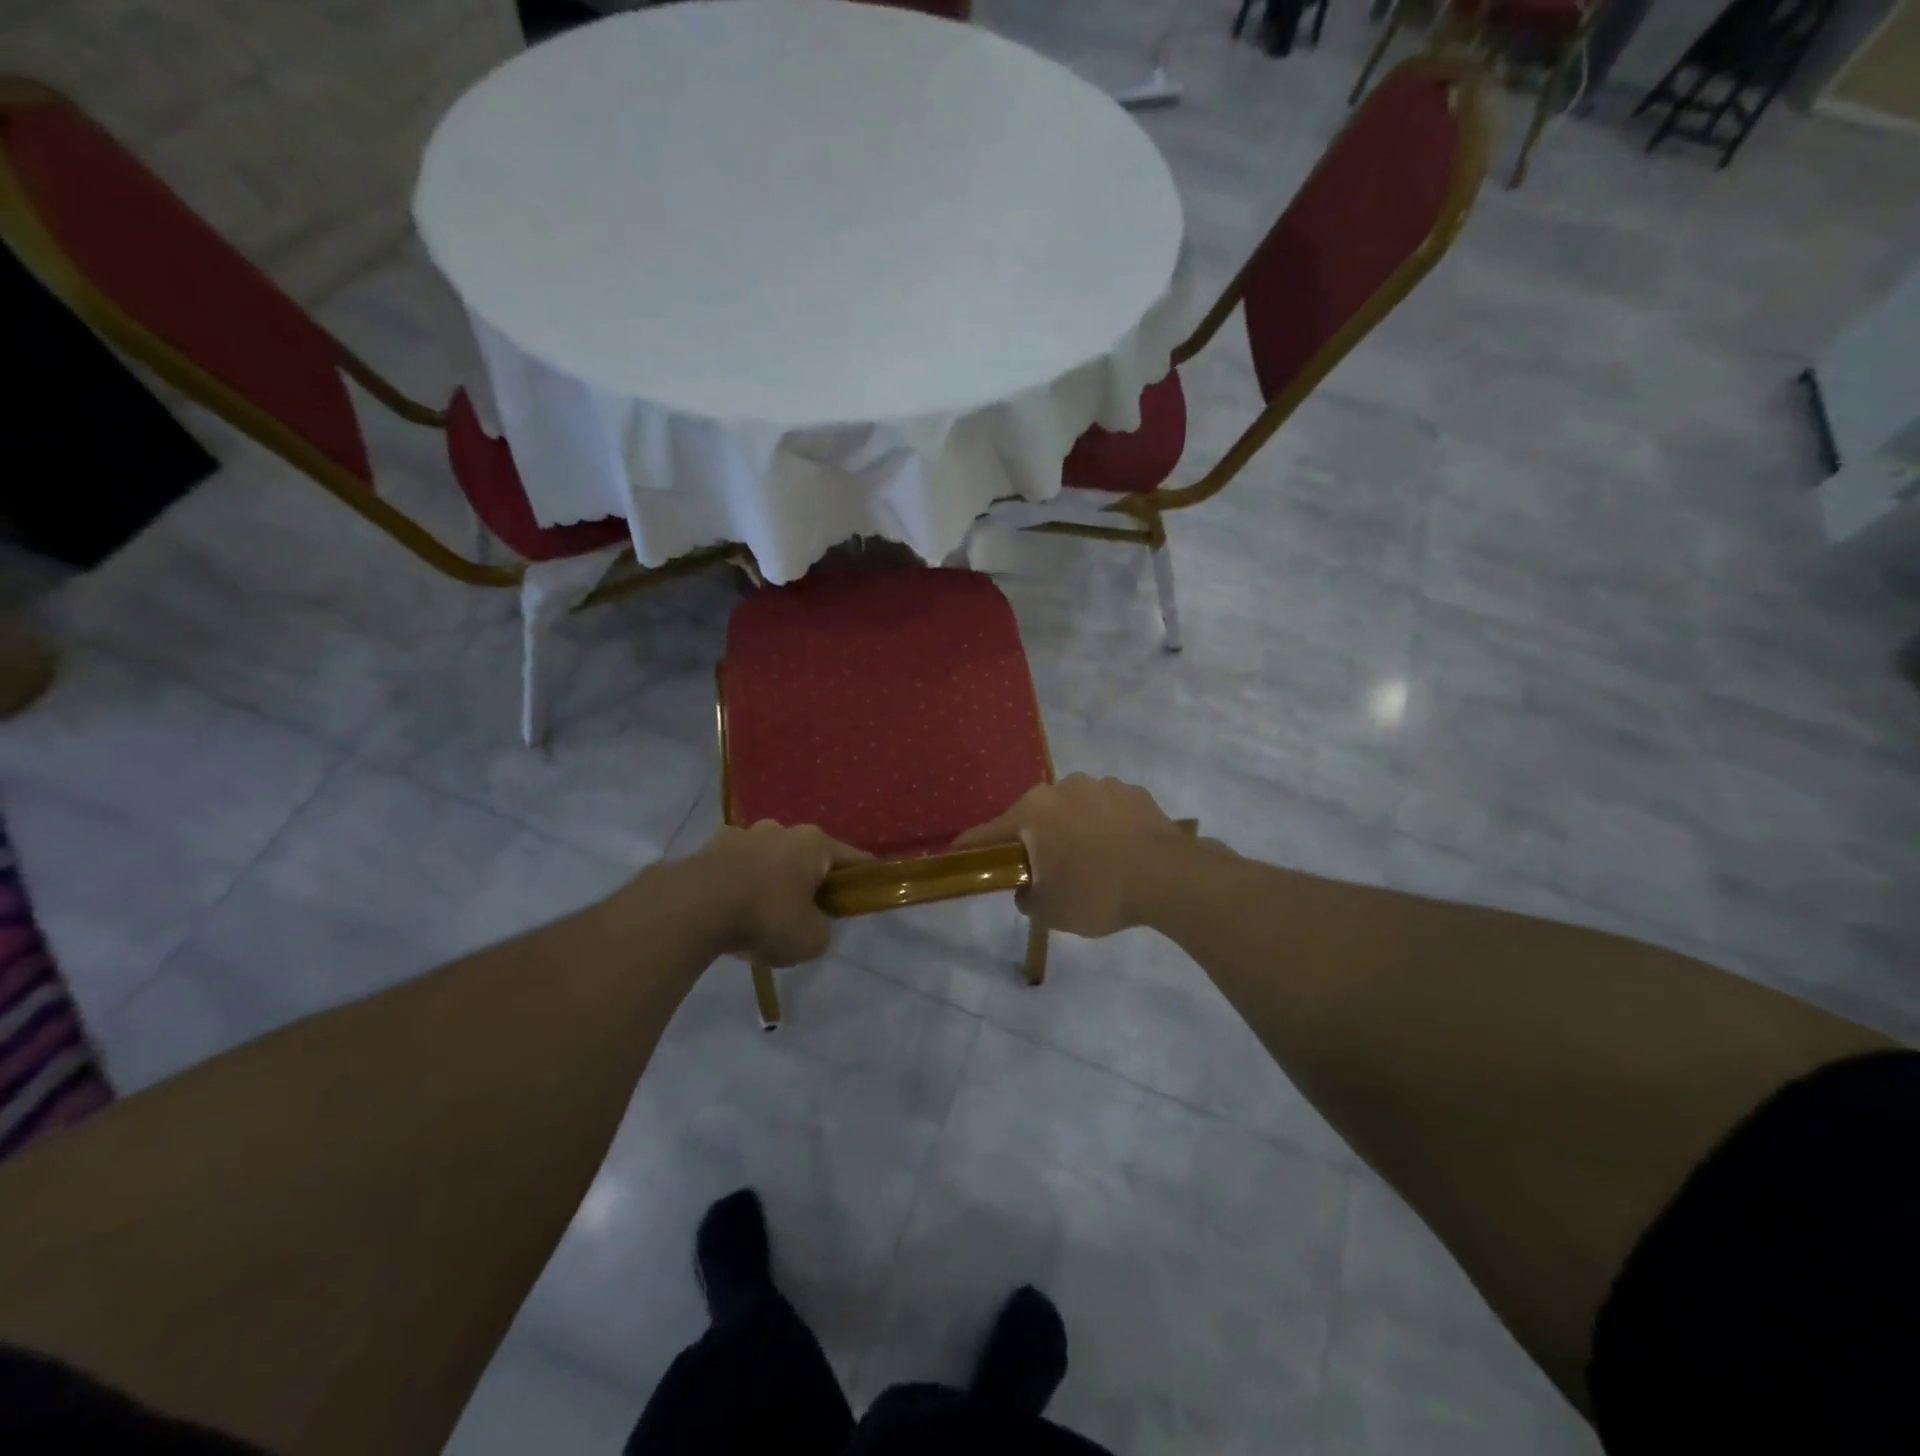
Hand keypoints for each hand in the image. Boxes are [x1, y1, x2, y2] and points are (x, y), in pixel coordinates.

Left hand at [685, 821, 868, 966]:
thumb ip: (821, 928)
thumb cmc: (766, 917)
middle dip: (808, 879)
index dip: (862, 877)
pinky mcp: (708, 847)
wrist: (694, 908)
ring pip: (767, 857)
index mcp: (814, 843)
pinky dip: (737, 883)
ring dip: (770, 878)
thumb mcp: (811, 939)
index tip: (865, 894)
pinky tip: (729, 910)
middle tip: (805, 912)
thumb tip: (811, 923)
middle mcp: (781, 829)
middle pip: (806, 854)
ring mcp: (742, 834)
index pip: (852, 858)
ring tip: (760, 913)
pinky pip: (734, 866)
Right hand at [954, 774, 1190, 937]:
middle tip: (1044, 870)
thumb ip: (1027, 898)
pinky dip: (1106, 826)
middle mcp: (1062, 788)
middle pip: (1035, 816)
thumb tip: (1027, 889)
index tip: (958, 853)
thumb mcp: (1050, 911)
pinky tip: (1120, 851)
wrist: (1168, 878)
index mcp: (1033, 811)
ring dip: (1073, 829)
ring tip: (1091, 861)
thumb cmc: (1096, 892)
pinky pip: (1108, 810)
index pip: (988, 832)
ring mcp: (1101, 785)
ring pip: (1074, 809)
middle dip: (1034, 839)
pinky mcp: (1134, 791)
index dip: (972, 847)